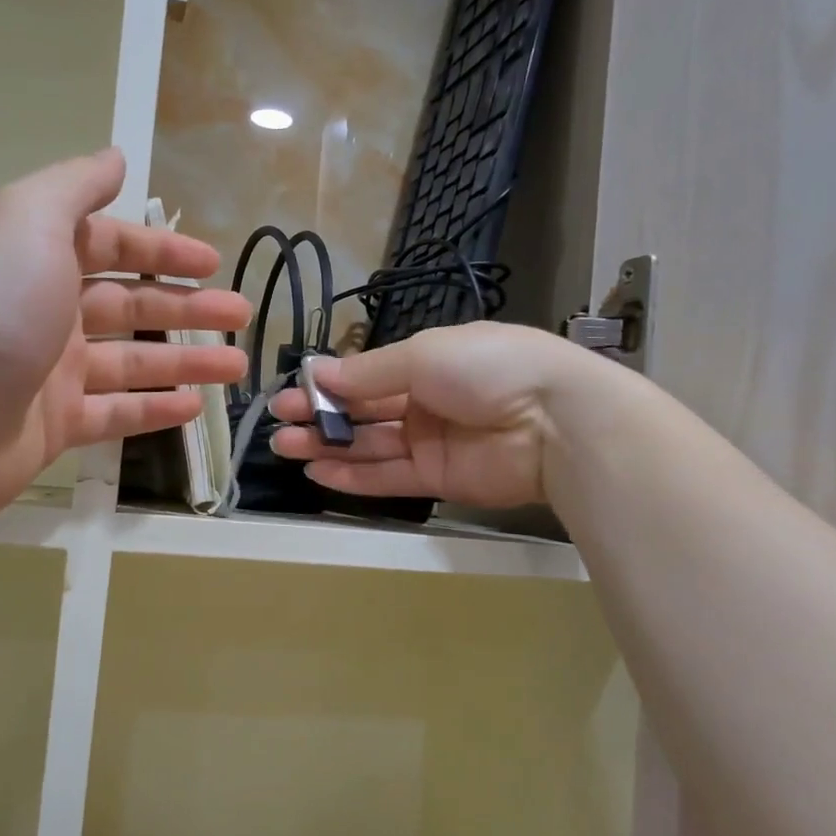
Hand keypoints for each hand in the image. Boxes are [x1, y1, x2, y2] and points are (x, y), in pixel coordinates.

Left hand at [0, 149, 249, 535]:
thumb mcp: (28, 222)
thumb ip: (74, 189)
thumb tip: (115, 157)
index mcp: (39, 259)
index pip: (112, 246)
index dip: (163, 250)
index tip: (213, 262)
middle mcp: (45, 313)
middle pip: (130, 306)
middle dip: (188, 308)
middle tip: (241, 316)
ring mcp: (49, 375)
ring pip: (132, 363)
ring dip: (185, 361)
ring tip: (235, 367)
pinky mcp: (52, 428)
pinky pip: (114, 414)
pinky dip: (153, 409)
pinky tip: (192, 407)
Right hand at [269, 321, 622, 509]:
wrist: (556, 421)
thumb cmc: (487, 368)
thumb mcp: (424, 354)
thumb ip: (369, 373)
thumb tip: (318, 374)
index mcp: (428, 361)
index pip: (367, 375)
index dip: (329, 385)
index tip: (291, 392)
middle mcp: (427, 401)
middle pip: (364, 412)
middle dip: (321, 417)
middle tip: (280, 425)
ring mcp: (432, 442)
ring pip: (370, 446)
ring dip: (328, 447)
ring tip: (286, 448)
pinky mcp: (438, 480)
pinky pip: (389, 478)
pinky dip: (354, 477)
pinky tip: (319, 473)